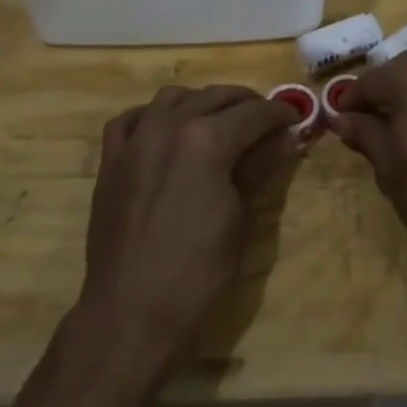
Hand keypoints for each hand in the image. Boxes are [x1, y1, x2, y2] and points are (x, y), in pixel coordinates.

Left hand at [80, 85, 300, 353]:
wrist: (130, 310)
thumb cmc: (197, 271)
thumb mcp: (241, 219)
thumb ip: (258, 169)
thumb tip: (282, 139)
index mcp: (207, 139)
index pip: (254, 113)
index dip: (279, 114)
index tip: (294, 119)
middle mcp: (169, 125)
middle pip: (216, 96)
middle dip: (246, 103)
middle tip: (265, 119)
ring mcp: (136, 139)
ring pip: (173, 97)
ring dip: (201, 102)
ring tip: (218, 120)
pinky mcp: (111, 160)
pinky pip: (131, 119)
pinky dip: (153, 116)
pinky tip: (165, 130)